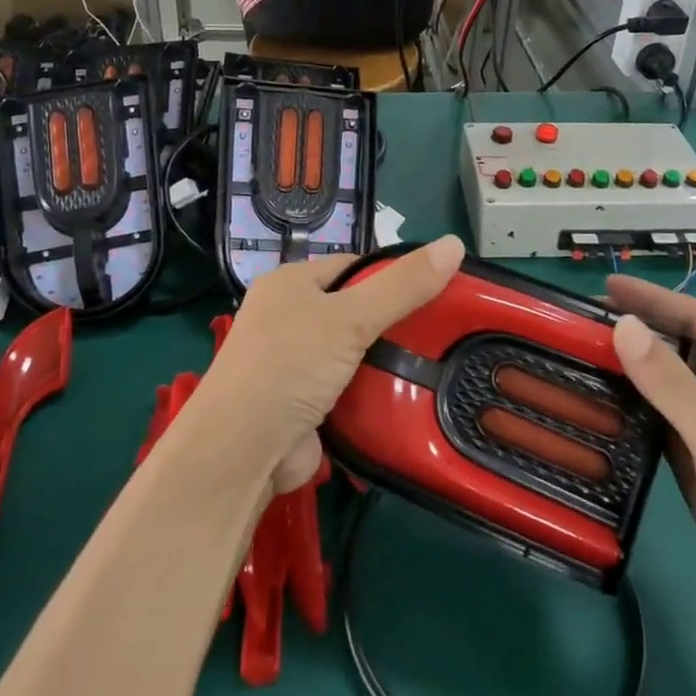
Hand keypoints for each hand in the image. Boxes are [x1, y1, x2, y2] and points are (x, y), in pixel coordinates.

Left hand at [205, 236, 464, 492]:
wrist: (241, 452)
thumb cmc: (290, 365)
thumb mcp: (351, 317)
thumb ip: (403, 285)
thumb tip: (455, 243)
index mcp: (289, 283)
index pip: (351, 266)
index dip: (391, 275)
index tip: (433, 290)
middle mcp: (286, 317)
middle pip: (352, 309)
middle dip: (390, 322)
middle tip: (440, 332)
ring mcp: (291, 363)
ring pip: (351, 352)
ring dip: (382, 361)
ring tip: (434, 363)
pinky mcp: (301, 403)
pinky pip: (345, 388)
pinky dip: (369, 393)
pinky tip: (405, 397)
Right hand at [606, 276, 695, 637]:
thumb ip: (668, 380)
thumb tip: (622, 324)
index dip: (653, 299)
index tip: (605, 287)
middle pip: (682, 347)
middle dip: (639, 331)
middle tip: (584, 323)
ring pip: (670, 385)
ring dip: (634, 369)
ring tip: (584, 355)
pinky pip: (664, 420)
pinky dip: (637, 407)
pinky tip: (604, 402)